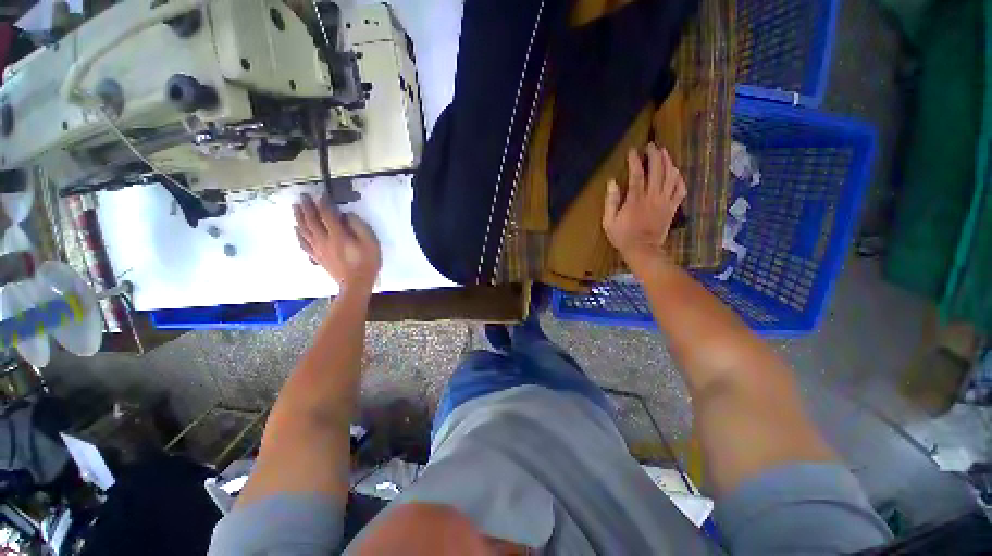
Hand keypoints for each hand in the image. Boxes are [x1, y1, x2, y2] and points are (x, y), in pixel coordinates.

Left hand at [294, 194, 381, 293]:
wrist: (356, 284)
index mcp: (338, 236)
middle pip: (311, 221)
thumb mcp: (370, 243)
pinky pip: (304, 244)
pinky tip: (296, 229)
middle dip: (307, 207)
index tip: (321, 194)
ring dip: (299, 217)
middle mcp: (324, 240)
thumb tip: (347, 216)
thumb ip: (359, 227)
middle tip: (303, 196)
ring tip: (295, 207)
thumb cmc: (366, 263)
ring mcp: (318, 250)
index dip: (323, 203)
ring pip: (304, 230)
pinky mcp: (317, 257)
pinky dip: (299, 235)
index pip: (327, 215)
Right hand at [603, 143, 686, 269]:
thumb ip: (610, 201)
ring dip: (669, 162)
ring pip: (671, 177)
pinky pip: (680, 189)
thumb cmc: (623, 236)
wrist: (643, 250)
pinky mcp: (672, 208)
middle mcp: (652, 197)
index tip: (633, 150)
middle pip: (658, 170)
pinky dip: (679, 178)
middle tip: (651, 146)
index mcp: (635, 200)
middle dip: (655, 155)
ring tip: (664, 153)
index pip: (636, 175)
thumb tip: (612, 182)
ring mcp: (665, 202)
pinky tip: (676, 172)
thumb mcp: (609, 222)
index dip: (635, 160)